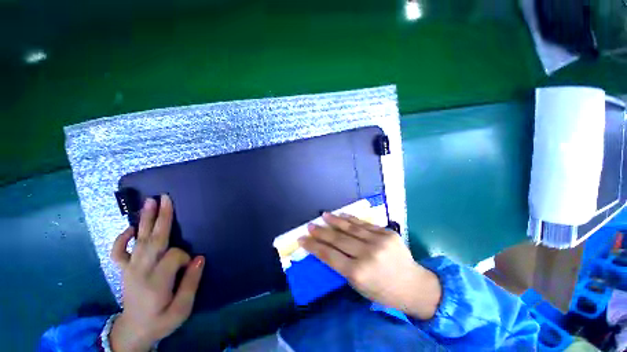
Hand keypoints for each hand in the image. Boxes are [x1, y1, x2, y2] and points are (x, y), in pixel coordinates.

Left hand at [110, 194, 204, 351]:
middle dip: (161, 218)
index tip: (191, 265)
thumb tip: (199, 259)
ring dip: (145, 220)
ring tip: (150, 202)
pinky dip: (121, 239)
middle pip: (153, 240)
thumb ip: (191, 283)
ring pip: (138, 240)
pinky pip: (118, 252)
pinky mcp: (124, 269)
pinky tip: (129, 229)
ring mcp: (129, 269)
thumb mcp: (182, 309)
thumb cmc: (161, 321)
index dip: (185, 257)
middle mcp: (140, 271)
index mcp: (156, 282)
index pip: (174, 256)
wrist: (133, 331)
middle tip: (165, 198)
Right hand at [299, 213, 441, 319]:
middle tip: (310, 225)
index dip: (314, 246)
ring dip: (335, 220)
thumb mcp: (359, 287)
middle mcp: (367, 255)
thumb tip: (327, 249)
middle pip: (337, 239)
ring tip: (324, 215)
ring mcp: (378, 241)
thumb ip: (342, 267)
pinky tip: (342, 214)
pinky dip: (351, 219)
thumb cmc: (383, 292)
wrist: (414, 286)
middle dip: (321, 232)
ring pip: (350, 227)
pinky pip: (364, 224)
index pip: (329, 255)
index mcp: (358, 273)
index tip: (302, 239)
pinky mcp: (387, 233)